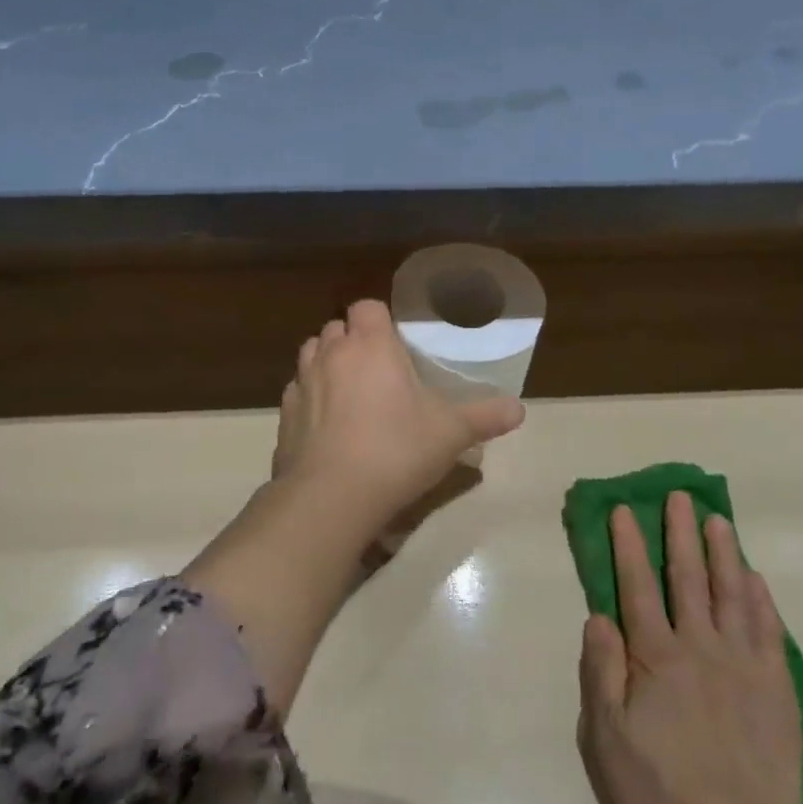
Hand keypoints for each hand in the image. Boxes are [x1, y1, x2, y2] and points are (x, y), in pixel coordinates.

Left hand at [273, 299, 524, 528]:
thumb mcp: (451, 433)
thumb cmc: (396, 450)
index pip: (367, 306)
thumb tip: (519, 409)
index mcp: (371, 345)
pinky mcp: (283, 415)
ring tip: (350, 393)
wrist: (331, 497)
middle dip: (354, 340)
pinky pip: (296, 393)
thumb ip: (485, 416)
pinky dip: (309, 399)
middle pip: (337, 328)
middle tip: (378, 371)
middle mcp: (331, 353)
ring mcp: (301, 383)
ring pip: (311, 355)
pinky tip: (326, 426)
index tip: (396, 343)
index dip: (380, 320)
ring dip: (328, 364)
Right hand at [578, 493, 802, 803]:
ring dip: (722, 553)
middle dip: (680, 533)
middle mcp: (700, 648)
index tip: (625, 509)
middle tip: (679, 495)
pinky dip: (762, 601)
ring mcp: (743, 667)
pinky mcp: (777, 692)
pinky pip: (769, 633)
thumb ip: (602, 672)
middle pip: (688, 578)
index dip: (629, 545)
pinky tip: (756, 580)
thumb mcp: (607, 738)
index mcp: (656, 657)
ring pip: (731, 595)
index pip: (637, 586)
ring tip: (717, 519)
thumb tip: (598, 615)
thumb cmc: (660, 793)